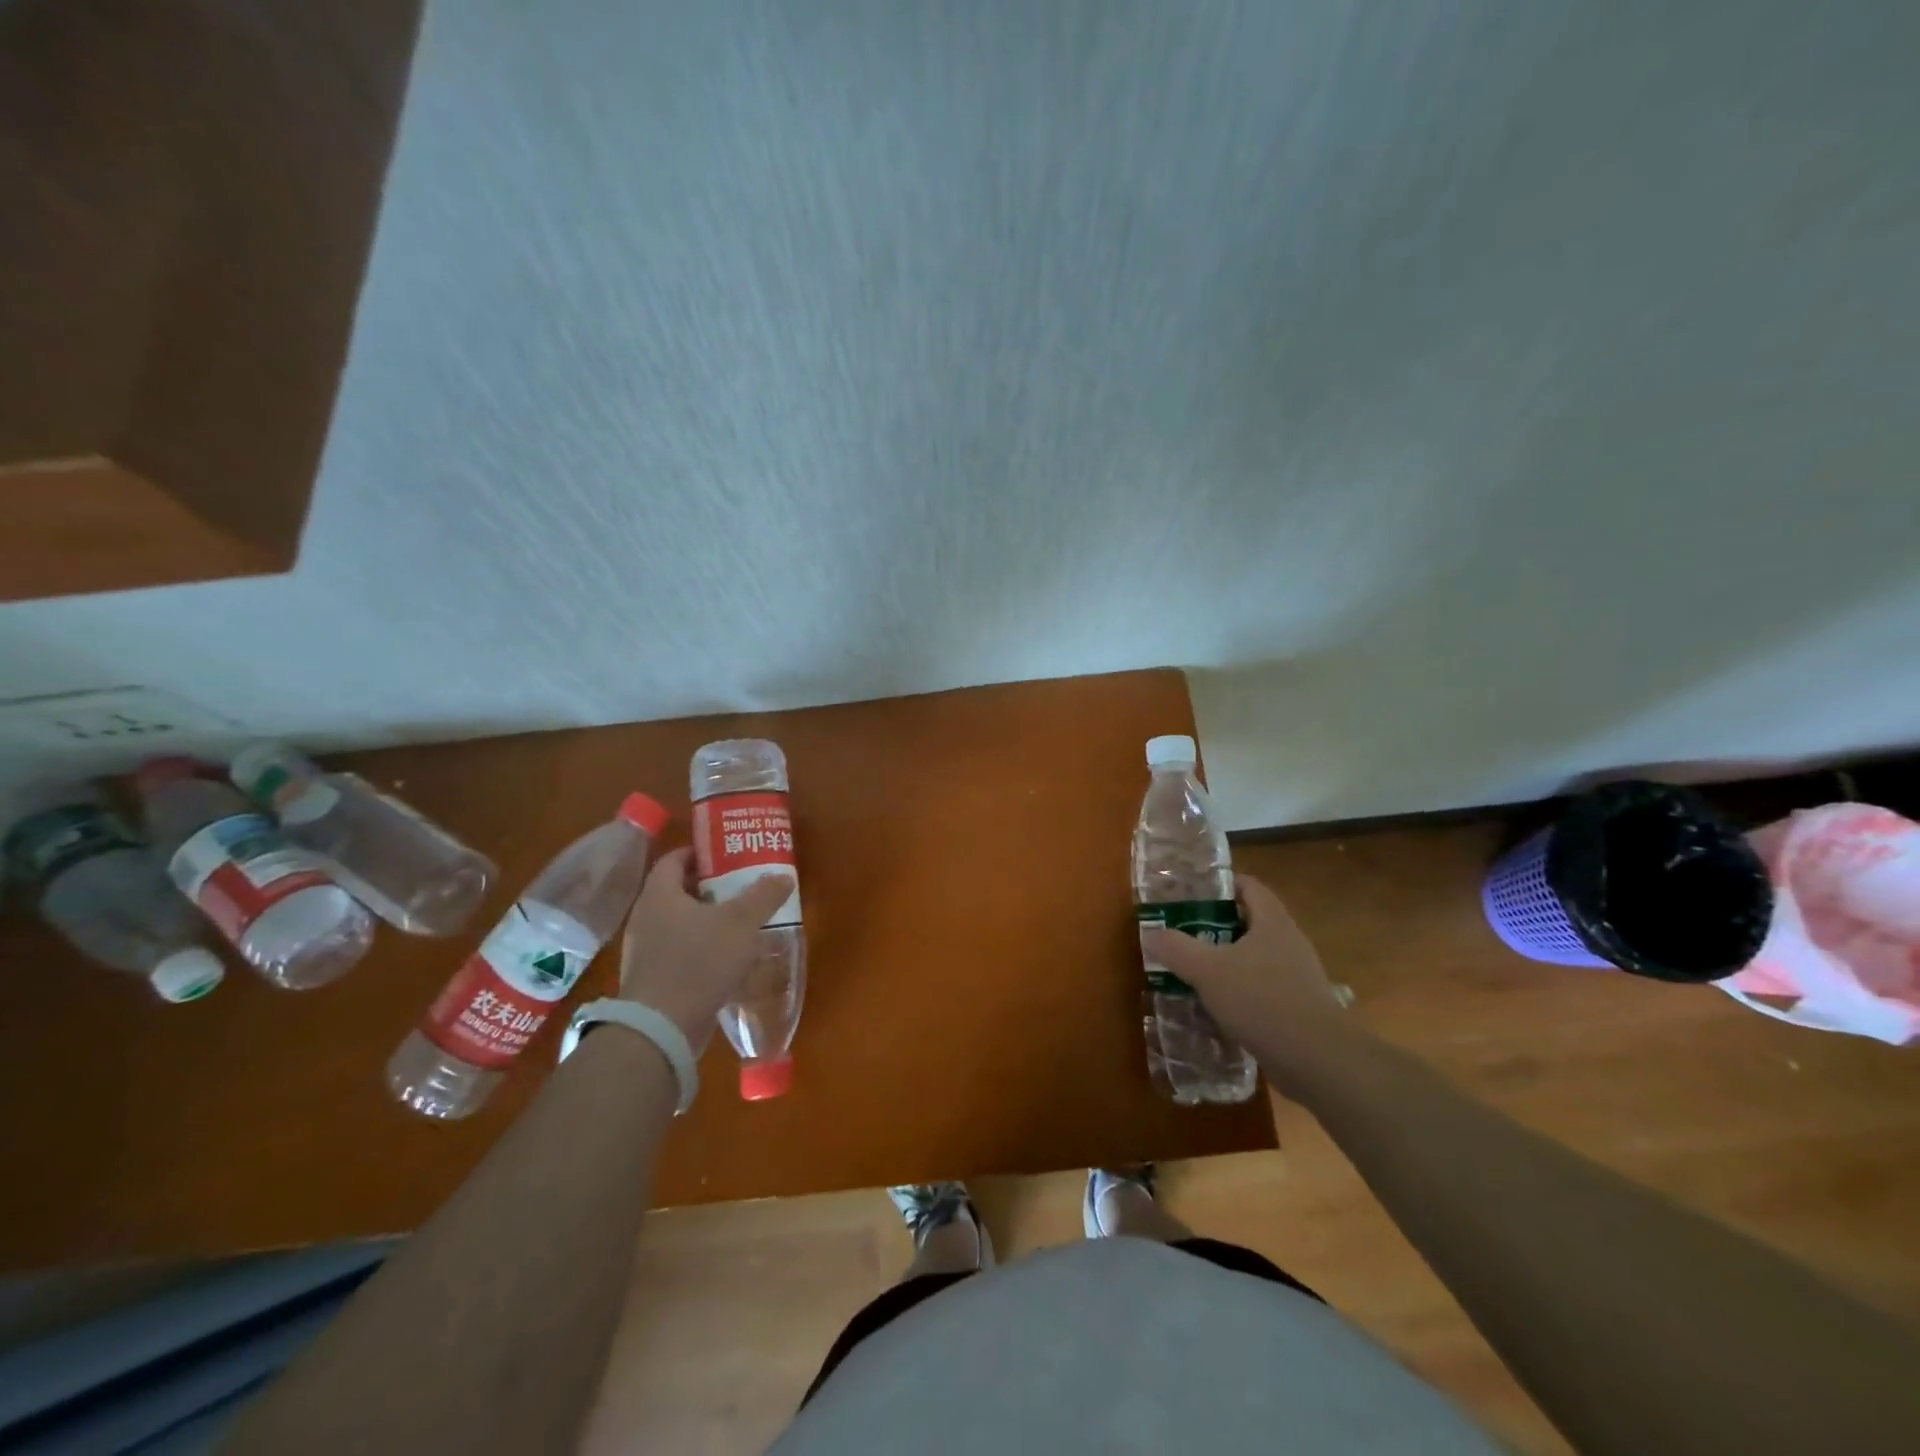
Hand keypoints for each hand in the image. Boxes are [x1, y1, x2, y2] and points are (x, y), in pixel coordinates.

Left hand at [617, 848, 793, 1051]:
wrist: (661, 1028)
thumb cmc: (699, 962)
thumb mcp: (741, 923)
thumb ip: (763, 896)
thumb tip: (782, 876)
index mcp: (659, 895)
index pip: (674, 860)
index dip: (700, 853)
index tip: (726, 855)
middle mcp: (645, 918)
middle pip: (678, 891)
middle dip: (710, 887)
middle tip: (741, 886)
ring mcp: (645, 951)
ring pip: (680, 924)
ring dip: (708, 921)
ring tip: (741, 923)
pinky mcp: (652, 980)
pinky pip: (679, 953)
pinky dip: (702, 949)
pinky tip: (728, 960)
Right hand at [1141, 874, 1352, 1096]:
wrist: (1317, 1060)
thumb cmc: (1261, 1000)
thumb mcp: (1207, 970)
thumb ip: (1176, 948)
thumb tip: (1151, 933)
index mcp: (1272, 921)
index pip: (1248, 886)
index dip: (1220, 885)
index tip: (1191, 894)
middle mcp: (1290, 941)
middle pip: (1251, 921)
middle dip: (1218, 925)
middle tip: (1185, 933)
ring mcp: (1299, 975)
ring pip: (1257, 956)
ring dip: (1229, 960)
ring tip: (1197, 970)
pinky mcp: (1301, 1006)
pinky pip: (1265, 987)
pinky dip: (1242, 990)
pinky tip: (1220, 1006)